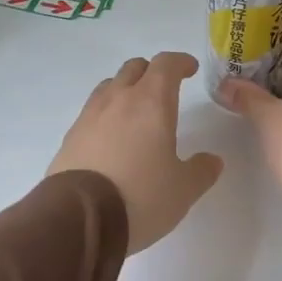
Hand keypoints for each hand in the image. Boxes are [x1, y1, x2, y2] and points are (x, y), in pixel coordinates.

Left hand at [48, 51, 223, 254]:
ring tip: (135, 112)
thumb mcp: (183, 189)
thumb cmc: (141, 196)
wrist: (79, 218)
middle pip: (133, 69)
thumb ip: (201, 171)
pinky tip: (111, 140)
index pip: (166, 65)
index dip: (180, 62)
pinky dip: (105, 117)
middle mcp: (117, 100)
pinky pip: (91, 114)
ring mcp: (89, 117)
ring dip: (124, 90)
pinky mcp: (69, 138)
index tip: (190, 69)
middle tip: (164, 88)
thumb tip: (212, 160)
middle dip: (151, 72)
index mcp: (151, 103)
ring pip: (108, 87)